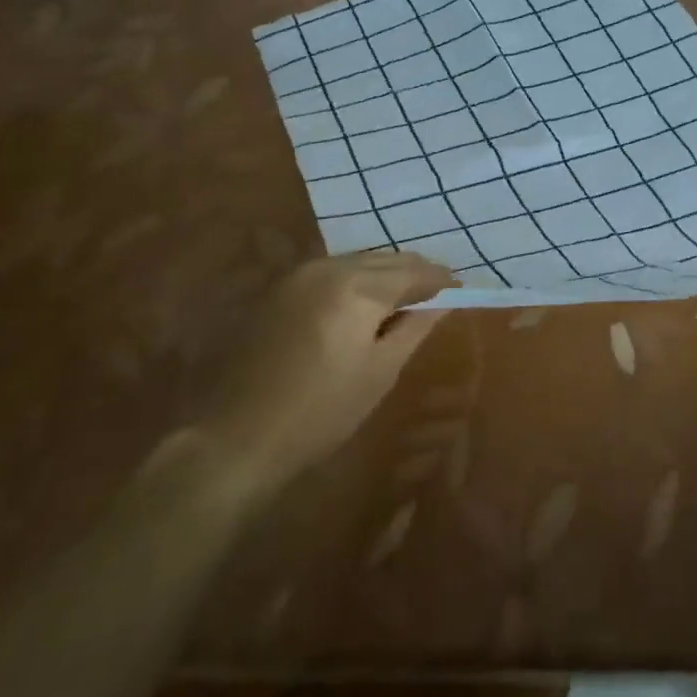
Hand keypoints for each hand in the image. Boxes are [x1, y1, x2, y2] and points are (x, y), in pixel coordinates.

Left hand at [203, 250, 454, 489]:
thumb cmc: (319, 412)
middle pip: (385, 259)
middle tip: (439, 292)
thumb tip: (443, 301)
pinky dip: (357, 280)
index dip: (441, 280)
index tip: (461, 289)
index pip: (413, 270)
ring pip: (357, 262)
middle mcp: (327, 267)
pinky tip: (365, 302)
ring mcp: (298, 276)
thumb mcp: (379, 373)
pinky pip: (332, 272)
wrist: (234, 438)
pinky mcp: (279, 290)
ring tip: (406, 297)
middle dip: (415, 272)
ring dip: (385, 274)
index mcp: (356, 286)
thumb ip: (414, 327)